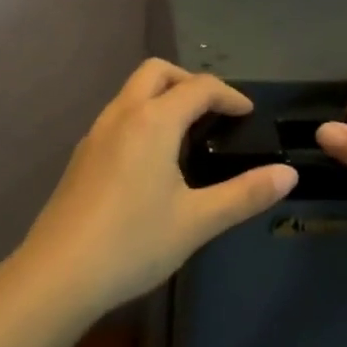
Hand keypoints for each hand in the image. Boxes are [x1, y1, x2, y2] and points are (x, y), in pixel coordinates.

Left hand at [20, 59, 297, 312]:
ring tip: (187, 135)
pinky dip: (142, 117)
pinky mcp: (81, 156)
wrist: (58, 274)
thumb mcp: (198, 221)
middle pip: (157, 72)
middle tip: (214, 113)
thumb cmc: (133, 243)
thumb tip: (288, 174)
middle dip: (190, 82)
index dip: (229, 95)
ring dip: (162, 97)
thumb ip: (245, 194)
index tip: (248, 115)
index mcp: (153, 121)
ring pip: (131, 92)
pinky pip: (117, 116)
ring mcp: (95, 134)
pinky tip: (152, 160)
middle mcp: (121, 115)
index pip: (199, 87)